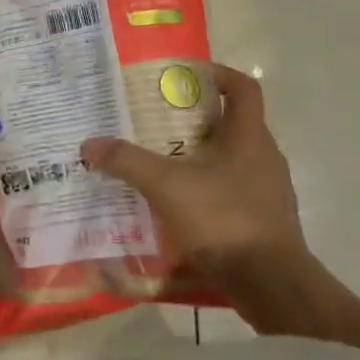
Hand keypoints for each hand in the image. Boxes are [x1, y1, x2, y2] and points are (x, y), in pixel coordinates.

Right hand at [80, 65, 306, 275]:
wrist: (270, 285)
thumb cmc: (224, 220)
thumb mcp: (166, 186)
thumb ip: (127, 161)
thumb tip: (89, 143)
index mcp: (250, 138)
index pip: (243, 89)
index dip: (217, 75)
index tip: (184, 75)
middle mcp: (263, 158)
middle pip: (230, 124)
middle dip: (191, 119)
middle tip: (152, 120)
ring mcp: (265, 192)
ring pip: (227, 160)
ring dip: (195, 156)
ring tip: (155, 161)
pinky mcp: (260, 221)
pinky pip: (227, 191)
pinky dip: (200, 189)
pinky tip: (172, 203)